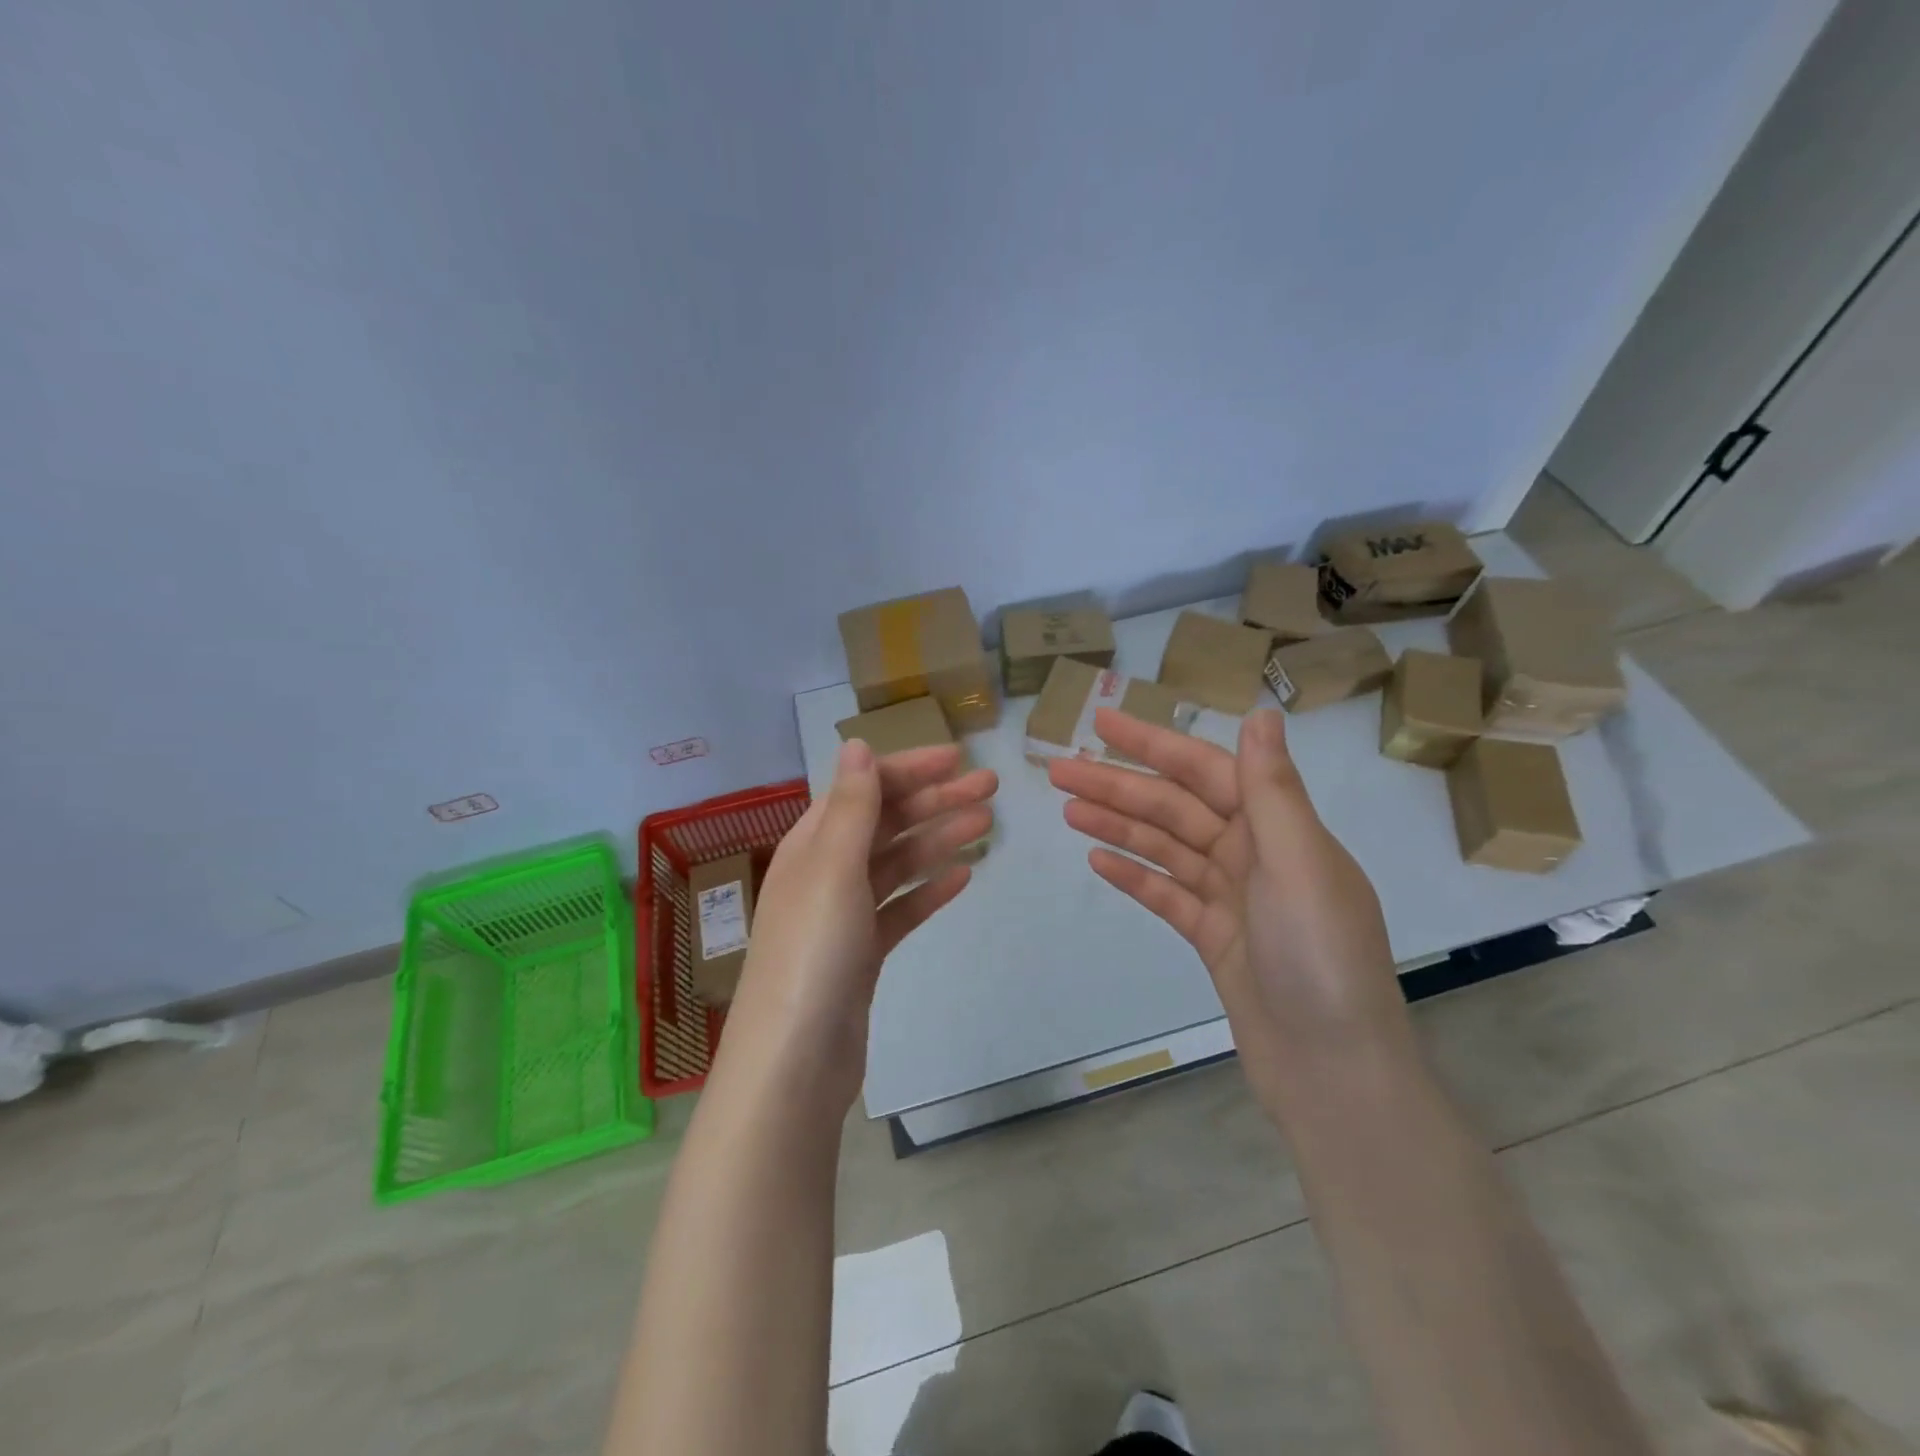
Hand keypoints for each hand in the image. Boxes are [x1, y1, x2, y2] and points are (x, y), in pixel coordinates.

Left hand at [718, 739, 997, 1112]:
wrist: (797, 1059)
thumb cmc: (813, 951)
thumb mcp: (832, 868)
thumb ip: (850, 806)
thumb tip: (856, 744)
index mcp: (812, 844)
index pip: (864, 789)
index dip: (910, 769)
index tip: (959, 758)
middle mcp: (825, 872)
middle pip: (886, 823)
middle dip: (935, 800)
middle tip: (991, 788)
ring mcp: (844, 915)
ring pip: (898, 864)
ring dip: (939, 839)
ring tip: (986, 824)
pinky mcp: (863, 953)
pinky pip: (901, 908)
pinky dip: (929, 890)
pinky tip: (963, 878)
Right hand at [1048, 708, 1408, 1110]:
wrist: (1332, 1073)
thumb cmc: (1320, 960)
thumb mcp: (1299, 865)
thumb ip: (1272, 791)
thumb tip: (1262, 713)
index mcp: (1278, 828)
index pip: (1204, 769)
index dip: (1152, 742)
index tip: (1102, 722)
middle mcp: (1255, 854)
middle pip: (1174, 807)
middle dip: (1118, 786)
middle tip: (1058, 770)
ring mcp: (1231, 898)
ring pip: (1164, 848)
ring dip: (1117, 826)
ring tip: (1066, 809)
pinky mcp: (1213, 937)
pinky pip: (1166, 894)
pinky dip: (1134, 875)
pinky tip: (1097, 860)